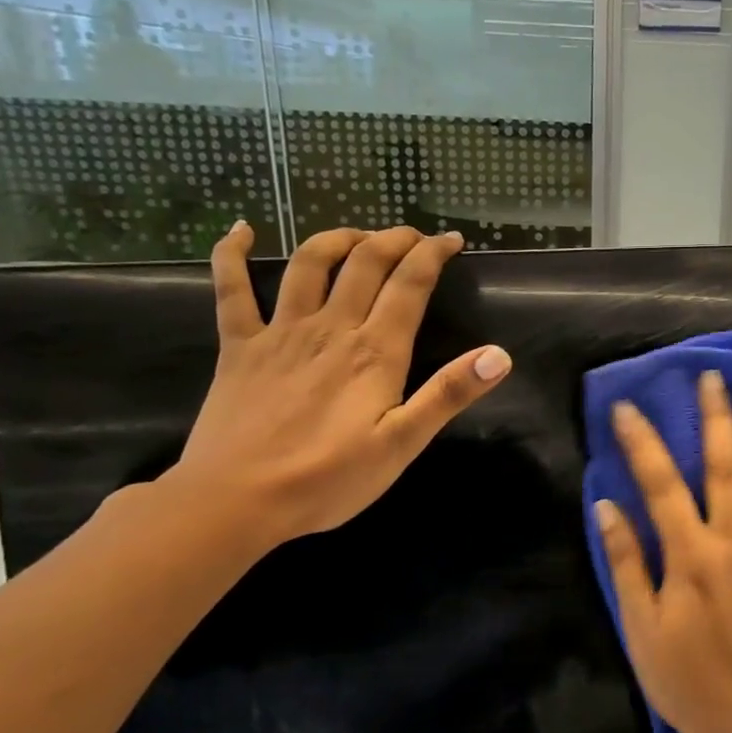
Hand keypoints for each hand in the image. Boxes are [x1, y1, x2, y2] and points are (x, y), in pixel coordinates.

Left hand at [167, 221, 510, 551]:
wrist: (236, 501)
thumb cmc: (328, 479)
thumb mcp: (403, 444)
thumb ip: (449, 394)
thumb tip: (499, 355)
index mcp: (375, 351)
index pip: (410, 284)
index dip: (433, 254)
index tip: (452, 240)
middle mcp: (331, 328)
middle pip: (364, 261)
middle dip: (394, 238)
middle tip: (414, 236)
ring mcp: (280, 332)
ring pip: (308, 264)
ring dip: (337, 238)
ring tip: (358, 235)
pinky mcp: (238, 347)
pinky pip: (232, 289)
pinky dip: (232, 253)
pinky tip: (241, 231)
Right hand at [594, 372, 731, 732]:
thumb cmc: (681, 675)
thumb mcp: (639, 625)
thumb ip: (625, 562)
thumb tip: (607, 506)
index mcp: (690, 557)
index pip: (662, 485)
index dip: (642, 442)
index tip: (628, 407)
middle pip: (725, 467)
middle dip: (716, 418)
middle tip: (712, 377)